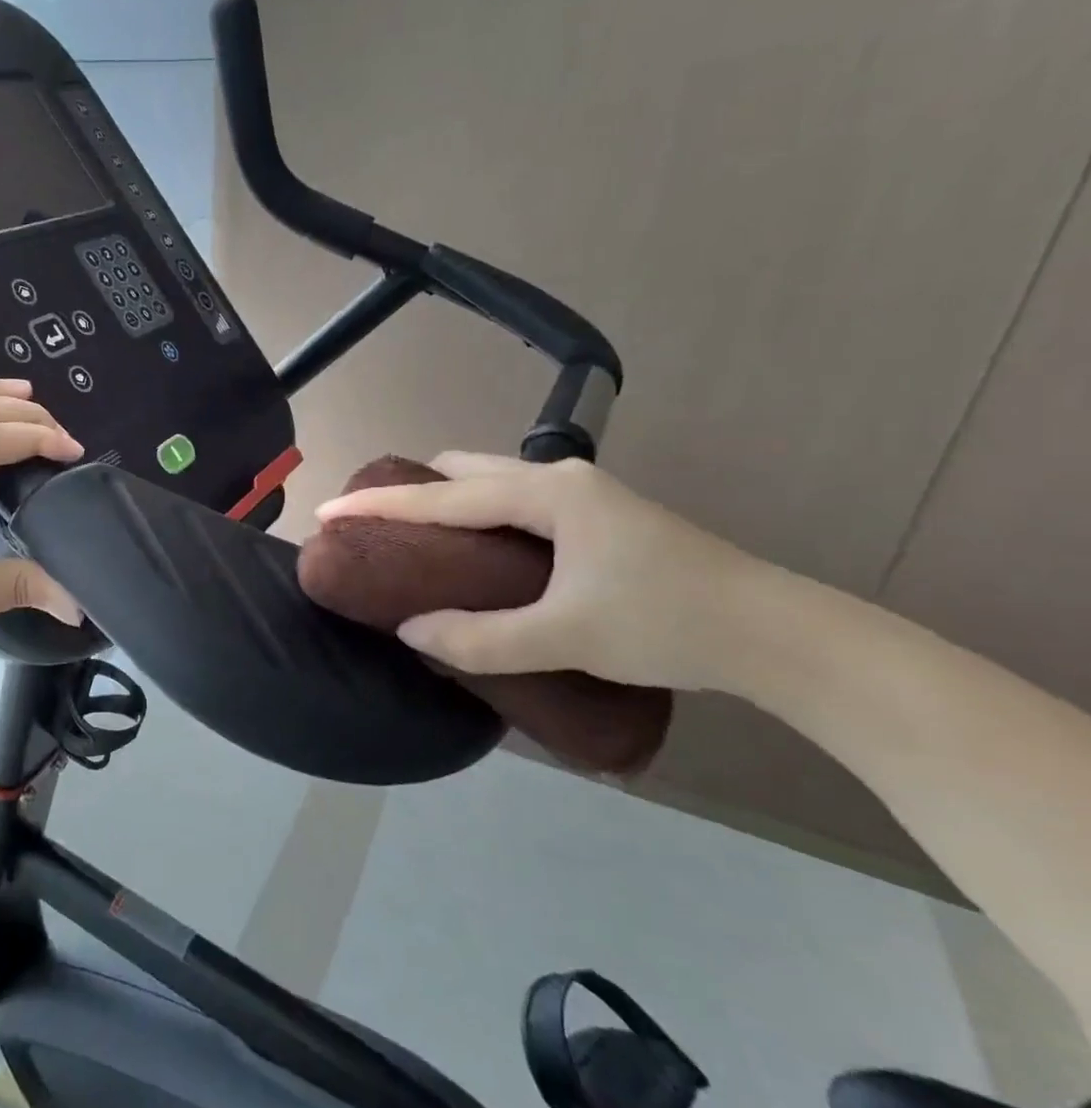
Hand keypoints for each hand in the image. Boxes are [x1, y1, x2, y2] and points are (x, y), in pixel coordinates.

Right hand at [316, 453, 769, 691]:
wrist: (779, 635)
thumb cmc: (668, 623)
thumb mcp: (566, 636)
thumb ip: (481, 638)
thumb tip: (410, 631)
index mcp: (548, 494)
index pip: (443, 494)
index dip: (380, 503)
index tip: (329, 508)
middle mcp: (562, 480)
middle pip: (466, 469)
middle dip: (415, 490)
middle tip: (380, 527)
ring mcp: (586, 496)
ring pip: (494, 482)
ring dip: (450, 500)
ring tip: (420, 540)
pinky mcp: (600, 518)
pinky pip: (516, 500)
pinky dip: (480, 514)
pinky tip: (479, 551)